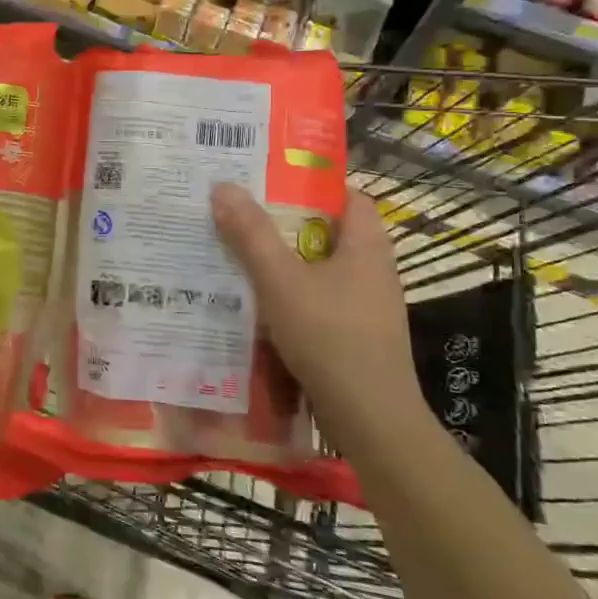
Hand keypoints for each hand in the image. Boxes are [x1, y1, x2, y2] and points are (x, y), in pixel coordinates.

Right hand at [210, 185, 429, 455]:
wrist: (369, 418)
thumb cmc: (329, 336)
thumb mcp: (280, 280)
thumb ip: (251, 234)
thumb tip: (223, 186)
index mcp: (367, 245)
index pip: (348, 195)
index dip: (312, 183)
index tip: (269, 181)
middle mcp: (373, 269)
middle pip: (328, 231)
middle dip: (285, 223)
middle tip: (240, 214)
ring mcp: (367, 305)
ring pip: (320, 269)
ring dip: (284, 262)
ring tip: (238, 255)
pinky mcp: (356, 334)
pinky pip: (319, 300)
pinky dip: (291, 294)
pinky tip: (258, 304)